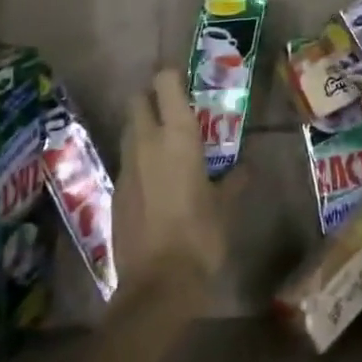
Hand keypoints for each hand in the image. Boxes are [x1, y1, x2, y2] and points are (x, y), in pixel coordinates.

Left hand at [111, 69, 236, 313]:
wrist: (157, 285)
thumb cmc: (200, 236)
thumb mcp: (225, 206)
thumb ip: (234, 181)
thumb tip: (246, 168)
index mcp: (176, 136)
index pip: (164, 83)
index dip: (172, 76)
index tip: (184, 81)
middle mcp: (146, 142)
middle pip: (137, 100)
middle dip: (150, 98)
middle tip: (172, 110)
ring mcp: (126, 168)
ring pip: (128, 131)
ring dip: (142, 129)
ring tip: (165, 146)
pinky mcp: (115, 193)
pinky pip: (126, 164)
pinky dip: (138, 162)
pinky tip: (155, 183)